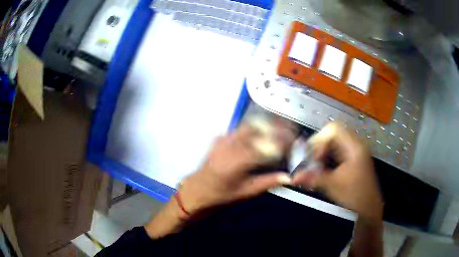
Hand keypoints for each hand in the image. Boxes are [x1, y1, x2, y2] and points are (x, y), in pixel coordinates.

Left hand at [179, 122, 294, 214]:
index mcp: (237, 162)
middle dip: (276, 128)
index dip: (282, 142)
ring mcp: (223, 140)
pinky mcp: (219, 138)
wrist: (195, 190)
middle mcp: (230, 146)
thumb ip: (267, 182)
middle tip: (290, 130)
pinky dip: (254, 127)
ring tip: (280, 127)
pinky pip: (240, 128)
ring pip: (249, 125)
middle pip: (258, 130)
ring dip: (266, 124)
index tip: (294, 141)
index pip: (265, 146)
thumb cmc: (220, 195)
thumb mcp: (245, 192)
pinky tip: (262, 131)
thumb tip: (287, 177)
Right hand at [292, 122, 382, 218]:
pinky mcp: (354, 161)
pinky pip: (338, 152)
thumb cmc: (355, 196)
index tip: (314, 158)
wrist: (369, 210)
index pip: (333, 129)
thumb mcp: (333, 186)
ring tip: (317, 168)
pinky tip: (324, 171)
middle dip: (319, 148)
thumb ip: (313, 178)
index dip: (320, 141)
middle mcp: (355, 145)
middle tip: (312, 163)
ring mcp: (355, 153)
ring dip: (323, 154)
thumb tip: (294, 176)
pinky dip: (328, 159)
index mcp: (354, 147)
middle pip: (333, 135)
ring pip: (334, 144)